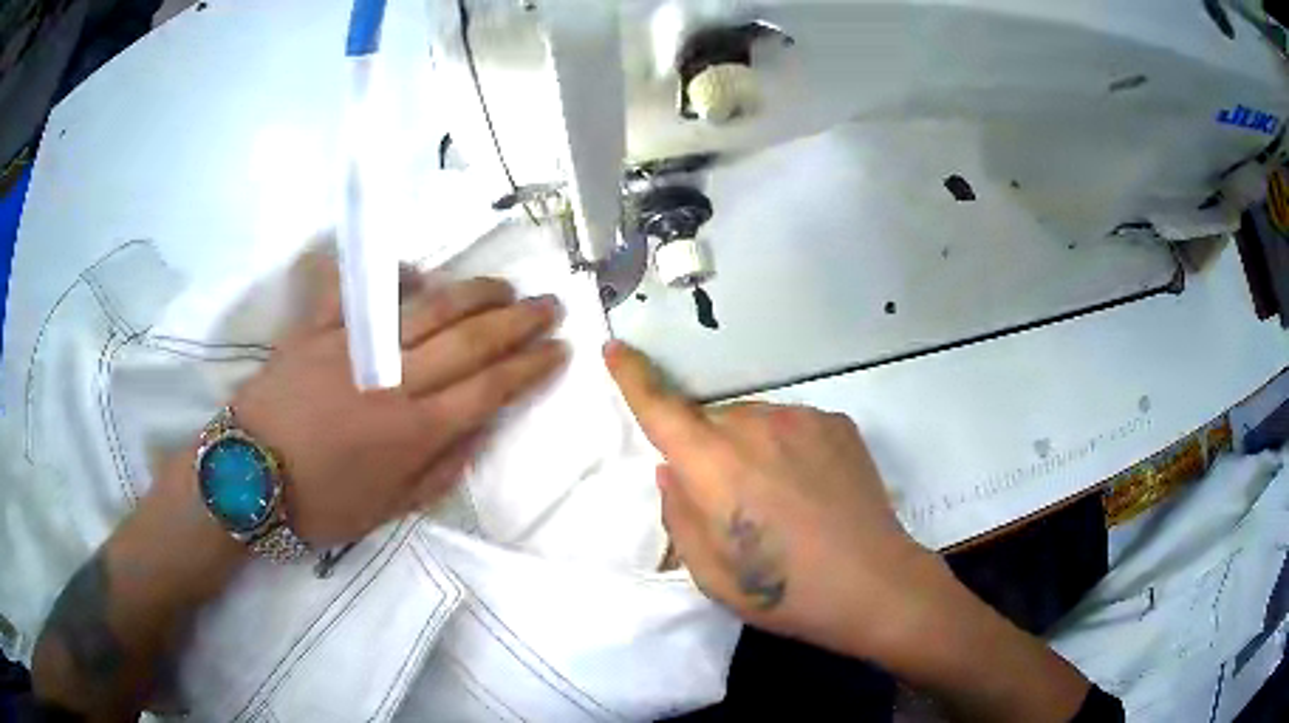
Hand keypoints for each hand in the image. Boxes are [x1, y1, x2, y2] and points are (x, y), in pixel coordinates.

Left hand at [231, 261, 568, 546]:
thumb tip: (479, 432)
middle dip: (518, 321)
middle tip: (549, 306)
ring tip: (505, 286)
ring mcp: (356, 347)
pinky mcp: (319, 329)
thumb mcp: (388, 510)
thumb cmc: (320, 503)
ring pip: (429, 307)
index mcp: (415, 431)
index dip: (531, 367)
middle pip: (471, 340)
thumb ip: (440, 471)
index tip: (560, 350)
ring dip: (475, 293)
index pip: (491, 389)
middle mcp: (395, 381)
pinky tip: (418, 274)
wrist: (248, 477)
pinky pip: (361, 292)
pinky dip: (391, 279)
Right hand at [604, 341, 943, 660]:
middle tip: (736, 505)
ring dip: (751, 451)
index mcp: (714, 465)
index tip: (614, 348)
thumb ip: (680, 514)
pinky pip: (793, 426)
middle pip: (711, 423)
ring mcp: (802, 419)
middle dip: (709, 453)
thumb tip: (672, 470)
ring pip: (754, 423)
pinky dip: (788, 449)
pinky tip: (813, 489)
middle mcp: (754, 426)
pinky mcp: (837, 422)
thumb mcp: (710, 573)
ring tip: (782, 501)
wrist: (873, 583)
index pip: (660, 408)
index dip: (632, 376)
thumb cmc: (784, 590)